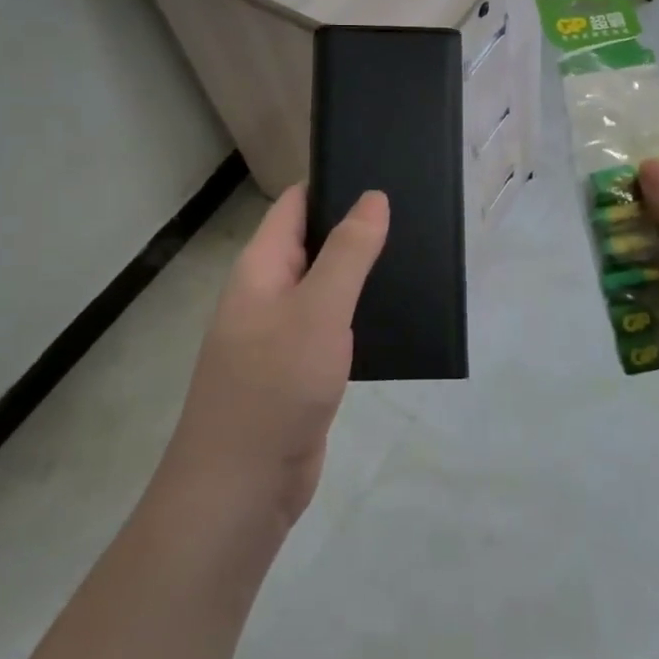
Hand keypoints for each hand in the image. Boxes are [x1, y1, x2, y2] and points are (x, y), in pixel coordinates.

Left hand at [169, 186, 388, 525]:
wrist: (242, 488)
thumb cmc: (275, 387)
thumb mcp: (318, 310)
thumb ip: (348, 253)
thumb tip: (373, 197)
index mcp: (261, 268)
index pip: (295, 206)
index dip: (333, 184)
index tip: (383, 170)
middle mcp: (268, 294)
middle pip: (314, 244)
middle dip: (357, 227)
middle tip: (415, 212)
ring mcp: (283, 335)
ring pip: (327, 287)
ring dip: (362, 273)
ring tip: (417, 254)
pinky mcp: (301, 371)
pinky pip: (333, 328)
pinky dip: (360, 315)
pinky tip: (398, 312)